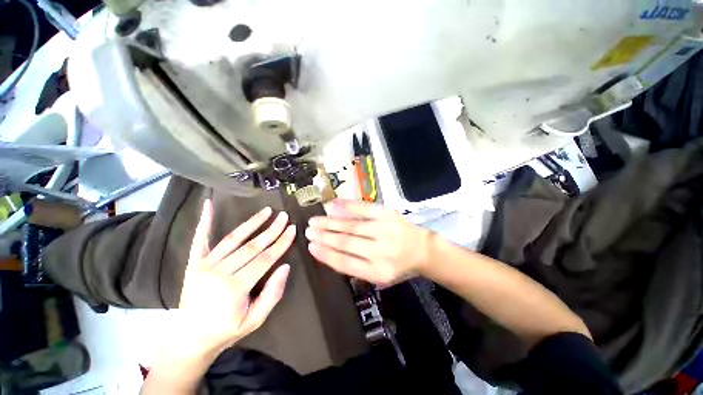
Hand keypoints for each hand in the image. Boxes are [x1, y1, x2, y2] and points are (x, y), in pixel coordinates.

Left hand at [177, 200, 295, 355]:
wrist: (189, 339)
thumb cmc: (226, 330)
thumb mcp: (255, 320)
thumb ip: (273, 293)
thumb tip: (285, 266)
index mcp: (235, 288)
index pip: (265, 259)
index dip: (282, 243)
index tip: (293, 229)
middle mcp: (219, 272)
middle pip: (252, 246)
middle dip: (272, 229)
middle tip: (284, 216)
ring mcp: (204, 266)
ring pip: (233, 239)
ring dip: (252, 222)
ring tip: (267, 211)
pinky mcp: (194, 263)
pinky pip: (200, 239)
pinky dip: (204, 221)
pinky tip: (208, 204)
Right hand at [305, 199, 433, 285]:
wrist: (422, 249)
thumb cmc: (397, 265)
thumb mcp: (378, 274)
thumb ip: (355, 266)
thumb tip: (328, 252)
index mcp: (377, 272)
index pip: (345, 263)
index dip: (325, 254)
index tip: (311, 247)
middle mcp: (381, 252)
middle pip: (346, 242)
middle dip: (324, 236)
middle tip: (308, 230)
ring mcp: (384, 230)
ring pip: (351, 226)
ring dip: (330, 222)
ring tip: (315, 221)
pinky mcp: (387, 215)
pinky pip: (364, 208)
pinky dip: (347, 206)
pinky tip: (333, 205)